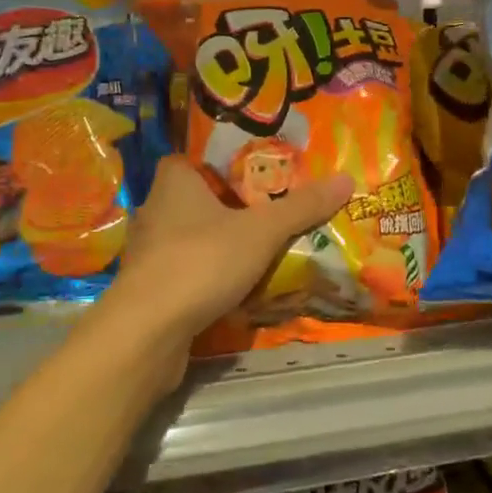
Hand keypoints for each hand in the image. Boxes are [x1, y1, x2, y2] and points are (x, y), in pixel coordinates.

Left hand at [97, 156, 353, 369]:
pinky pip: (182, 275)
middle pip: (192, 201)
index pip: (187, 160)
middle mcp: (153, 211)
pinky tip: (231, 292)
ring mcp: (146, 254)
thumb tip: (346, 179)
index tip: (248, 176)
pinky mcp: (145, 291)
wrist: (147, 332)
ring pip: (186, 240)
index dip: (214, 165)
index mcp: (173, 183)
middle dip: (224, 209)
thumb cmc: (201, 261)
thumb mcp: (261, 231)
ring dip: (214, 247)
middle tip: (264, 215)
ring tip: (254, 254)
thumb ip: (301, 207)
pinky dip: (203, 280)